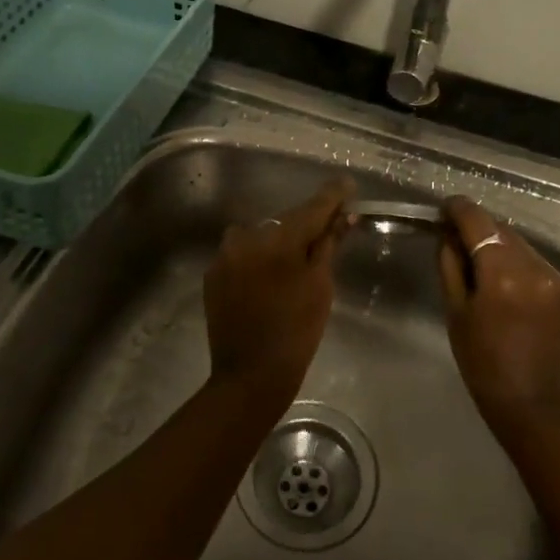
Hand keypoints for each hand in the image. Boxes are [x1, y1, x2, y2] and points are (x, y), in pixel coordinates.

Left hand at [204, 178, 355, 403]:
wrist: (250, 376)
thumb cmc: (296, 332)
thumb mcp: (320, 286)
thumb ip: (327, 245)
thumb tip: (342, 217)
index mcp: (278, 239)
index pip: (311, 208)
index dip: (332, 196)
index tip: (346, 183)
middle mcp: (247, 237)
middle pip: (284, 221)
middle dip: (305, 224)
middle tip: (327, 230)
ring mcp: (225, 255)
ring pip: (260, 235)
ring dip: (278, 240)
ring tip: (293, 260)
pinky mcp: (213, 274)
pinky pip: (242, 253)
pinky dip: (258, 257)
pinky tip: (269, 277)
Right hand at [437, 196, 559, 426]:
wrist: (531, 401)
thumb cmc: (482, 361)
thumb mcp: (455, 311)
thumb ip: (451, 265)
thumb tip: (448, 235)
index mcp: (501, 274)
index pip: (478, 222)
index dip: (458, 209)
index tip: (444, 208)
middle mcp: (532, 266)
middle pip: (500, 228)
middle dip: (477, 228)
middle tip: (455, 237)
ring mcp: (553, 275)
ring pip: (518, 242)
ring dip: (497, 243)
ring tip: (478, 259)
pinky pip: (533, 259)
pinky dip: (515, 260)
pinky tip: (502, 278)